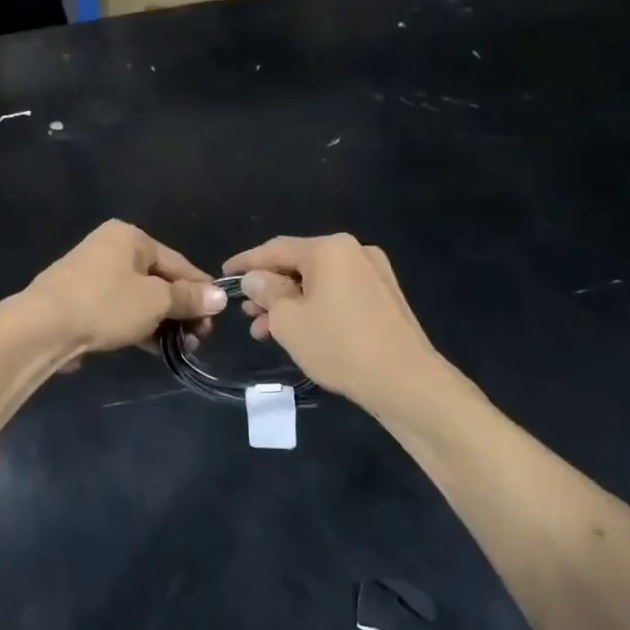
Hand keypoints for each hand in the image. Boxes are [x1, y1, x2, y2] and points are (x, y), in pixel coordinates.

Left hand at [27, 221, 226, 359]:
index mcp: (129, 237)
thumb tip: (220, 296)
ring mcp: (92, 275)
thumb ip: (188, 298)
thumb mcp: (154, 301)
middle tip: (200, 338)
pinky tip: (155, 348)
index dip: (200, 289)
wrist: (42, 327)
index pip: (177, 262)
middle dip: (181, 310)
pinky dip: (138, 326)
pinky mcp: (80, 300)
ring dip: (162, 322)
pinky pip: (119, 310)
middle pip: (158, 280)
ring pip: (138, 298)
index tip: (218, 315)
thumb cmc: (105, 304)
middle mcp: (110, 248)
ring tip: (182, 347)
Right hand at [224, 234, 441, 411]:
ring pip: (318, 282)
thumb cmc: (339, 345)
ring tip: (265, 330)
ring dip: (289, 302)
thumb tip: (256, 278)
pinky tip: (298, 332)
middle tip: (246, 311)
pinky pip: (338, 294)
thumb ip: (266, 292)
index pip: (275, 248)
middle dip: (269, 288)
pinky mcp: (384, 297)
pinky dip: (314, 308)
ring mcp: (374, 273)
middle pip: (298, 264)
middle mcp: (354, 251)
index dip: (246, 262)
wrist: (406, 381)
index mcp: (329, 248)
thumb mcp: (288, 320)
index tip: (223, 273)